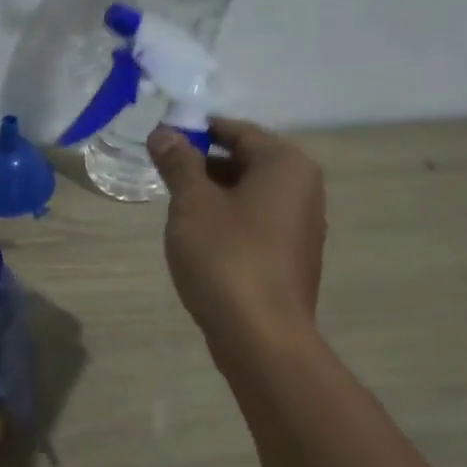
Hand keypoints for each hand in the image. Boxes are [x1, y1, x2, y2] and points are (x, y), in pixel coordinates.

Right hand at [148, 118, 325, 346]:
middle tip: (164, 177)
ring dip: (214, 195)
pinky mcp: (293, 257)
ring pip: (251, 195)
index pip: (237, 131)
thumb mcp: (192, 204)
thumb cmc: (226, 257)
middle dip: (204, 165)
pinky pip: (257, 223)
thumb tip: (165, 133)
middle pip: (247, 161)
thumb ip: (179, 163)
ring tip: (177, 210)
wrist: (261, 335)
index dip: (197, 132)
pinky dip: (229, 221)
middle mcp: (303, 188)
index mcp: (285, 164)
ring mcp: (302, 225)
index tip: (162, 141)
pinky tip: (201, 241)